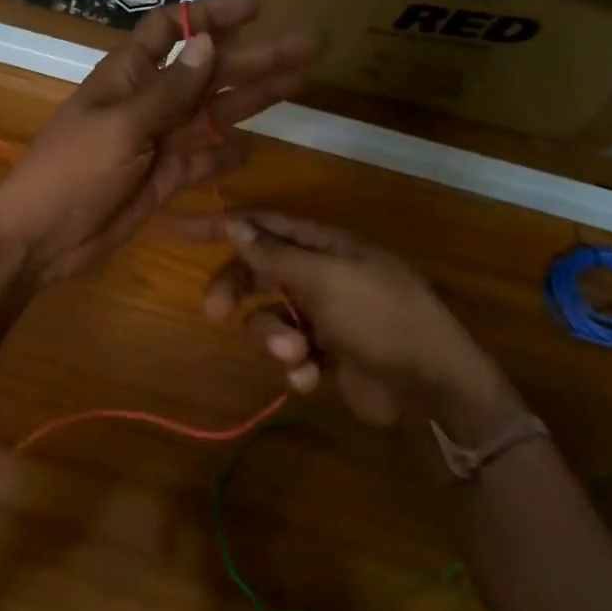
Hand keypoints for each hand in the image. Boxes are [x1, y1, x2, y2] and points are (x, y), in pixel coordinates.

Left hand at [0, 0, 314, 283]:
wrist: (43, 238)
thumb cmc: (72, 171)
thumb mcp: (122, 126)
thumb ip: (169, 90)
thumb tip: (209, 41)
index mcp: (129, 76)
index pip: (172, 30)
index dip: (209, 15)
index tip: (255, 8)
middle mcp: (150, 102)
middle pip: (209, 71)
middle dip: (255, 57)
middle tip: (307, 46)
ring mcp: (160, 142)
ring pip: (215, 113)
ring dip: (254, 98)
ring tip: (299, 82)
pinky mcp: (166, 179)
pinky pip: (204, 160)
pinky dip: (226, 155)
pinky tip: (254, 147)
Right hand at [185, 212, 522, 437]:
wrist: (431, 389)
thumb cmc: (381, 318)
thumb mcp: (325, 280)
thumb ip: (274, 255)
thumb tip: (234, 222)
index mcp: (326, 245)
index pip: (264, 224)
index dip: (222, 224)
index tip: (180, 229)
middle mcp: (322, 273)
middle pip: (259, 270)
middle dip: (238, 290)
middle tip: (215, 311)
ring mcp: (325, 314)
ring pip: (270, 316)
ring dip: (273, 337)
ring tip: (295, 356)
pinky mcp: (326, 353)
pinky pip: (289, 351)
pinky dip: (294, 365)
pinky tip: (310, 378)